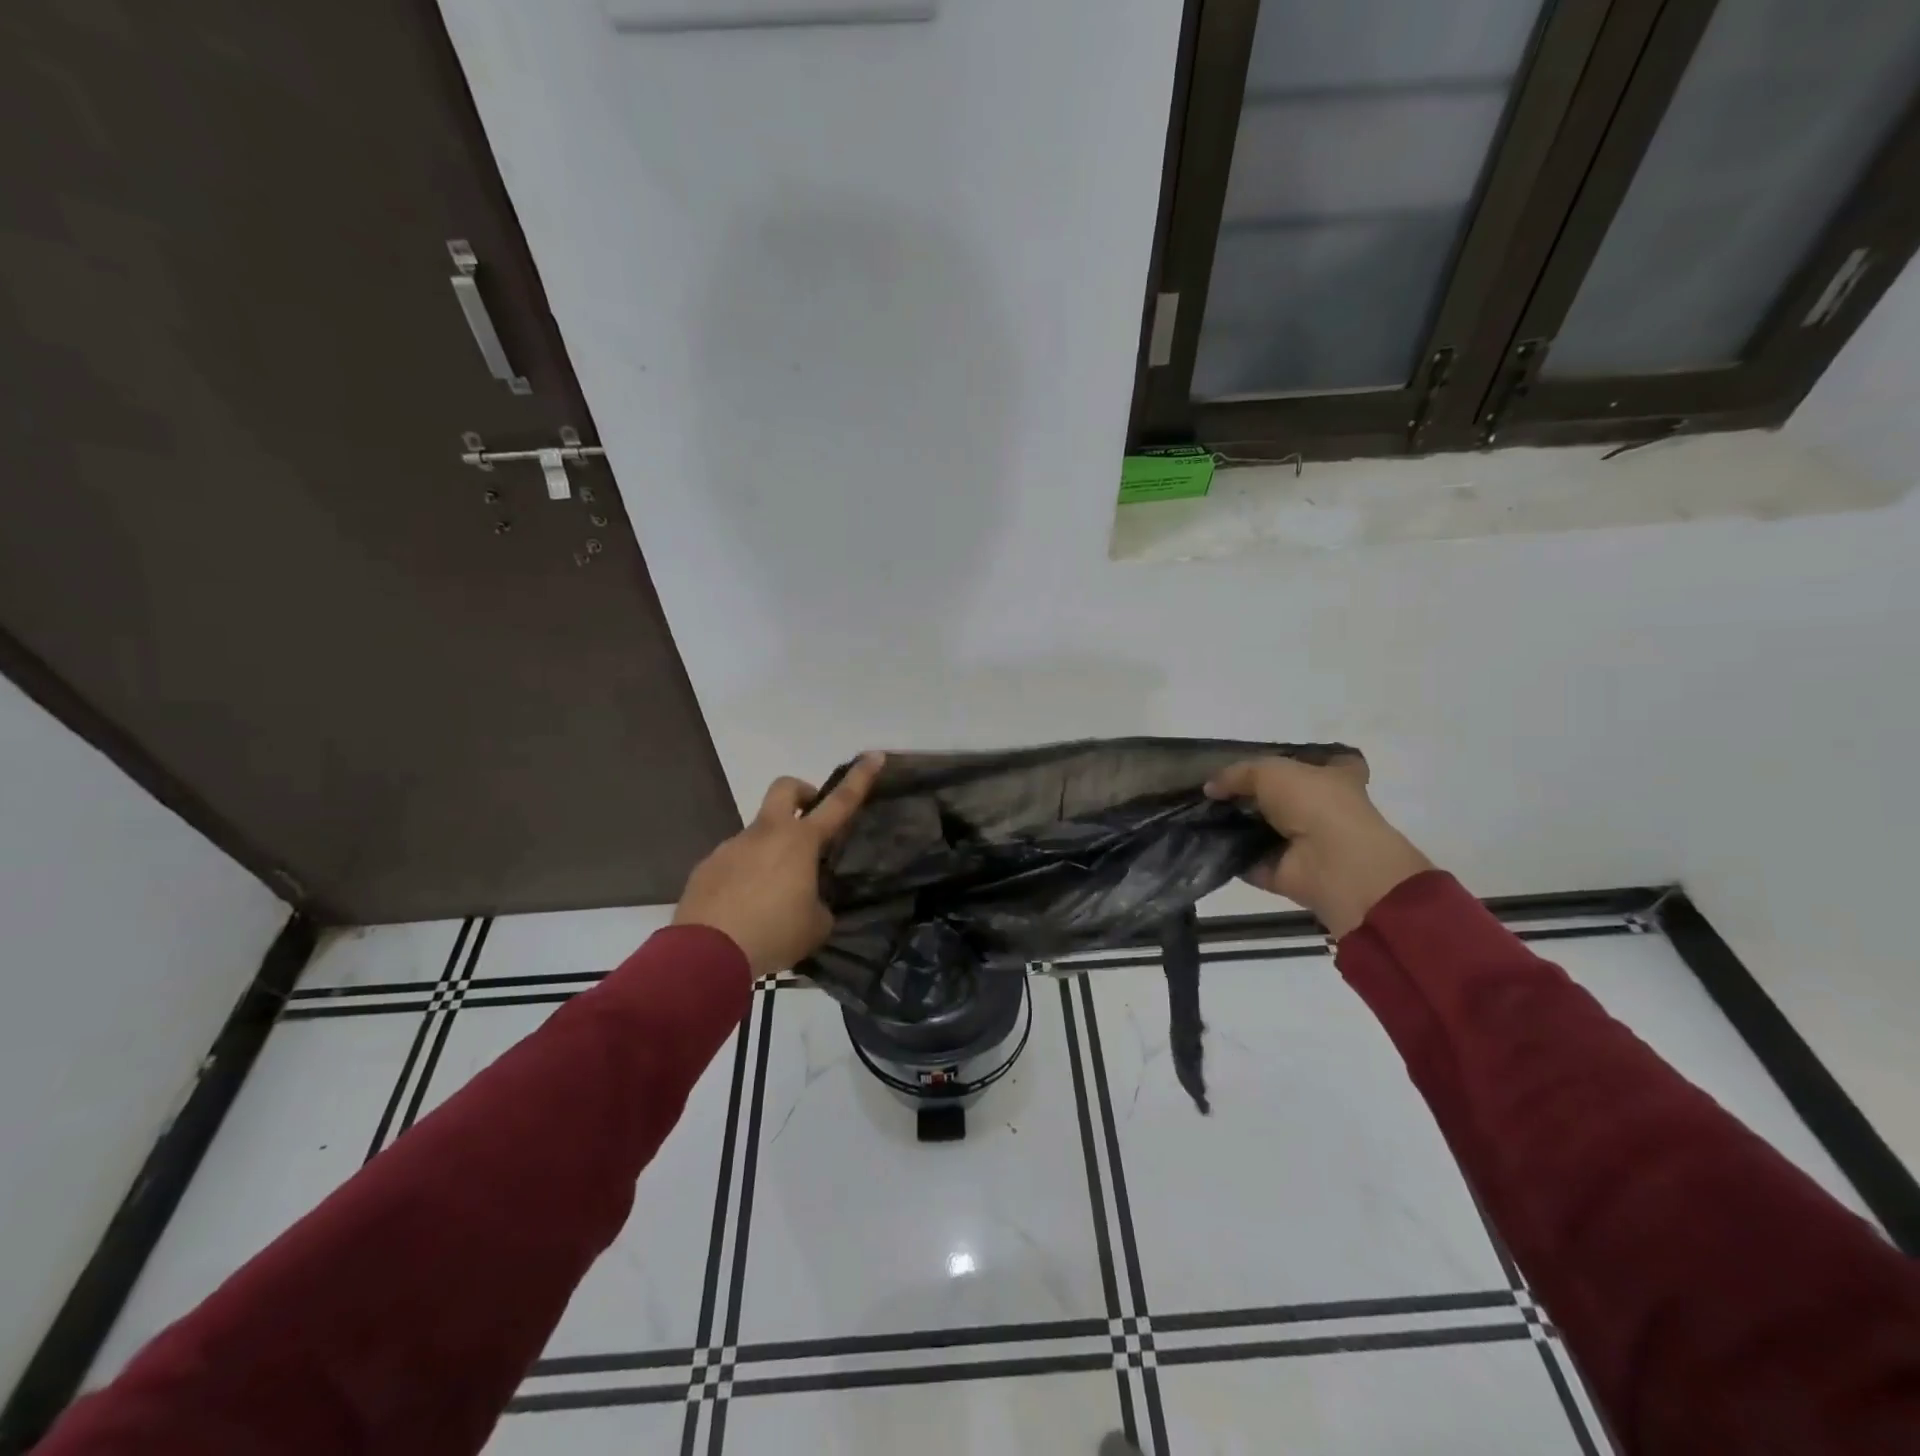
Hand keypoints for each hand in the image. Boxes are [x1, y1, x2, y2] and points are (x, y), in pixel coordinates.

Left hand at [673, 753, 883, 976]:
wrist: (705, 954)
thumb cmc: (773, 933)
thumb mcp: (815, 926)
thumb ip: (819, 905)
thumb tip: (808, 902)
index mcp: (800, 842)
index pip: (840, 802)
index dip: (860, 777)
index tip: (874, 755)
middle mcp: (766, 834)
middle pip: (786, 788)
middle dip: (802, 793)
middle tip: (810, 822)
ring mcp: (732, 847)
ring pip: (758, 834)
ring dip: (772, 852)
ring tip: (772, 899)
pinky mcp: (707, 867)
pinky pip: (735, 862)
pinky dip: (745, 877)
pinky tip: (744, 912)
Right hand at [1205, 754, 1431, 937]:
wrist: (1332, 862)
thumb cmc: (1314, 803)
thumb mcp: (1270, 771)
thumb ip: (1237, 774)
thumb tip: (1210, 788)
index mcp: (1333, 778)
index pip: (1320, 764)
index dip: (1294, 762)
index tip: (1263, 762)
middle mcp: (1322, 810)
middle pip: (1282, 799)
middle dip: (1250, 796)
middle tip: (1212, 792)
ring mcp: (1304, 844)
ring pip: (1263, 829)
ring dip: (1235, 825)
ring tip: (1198, 815)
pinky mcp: (1284, 872)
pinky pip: (1249, 860)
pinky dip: (1228, 855)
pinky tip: (1201, 842)